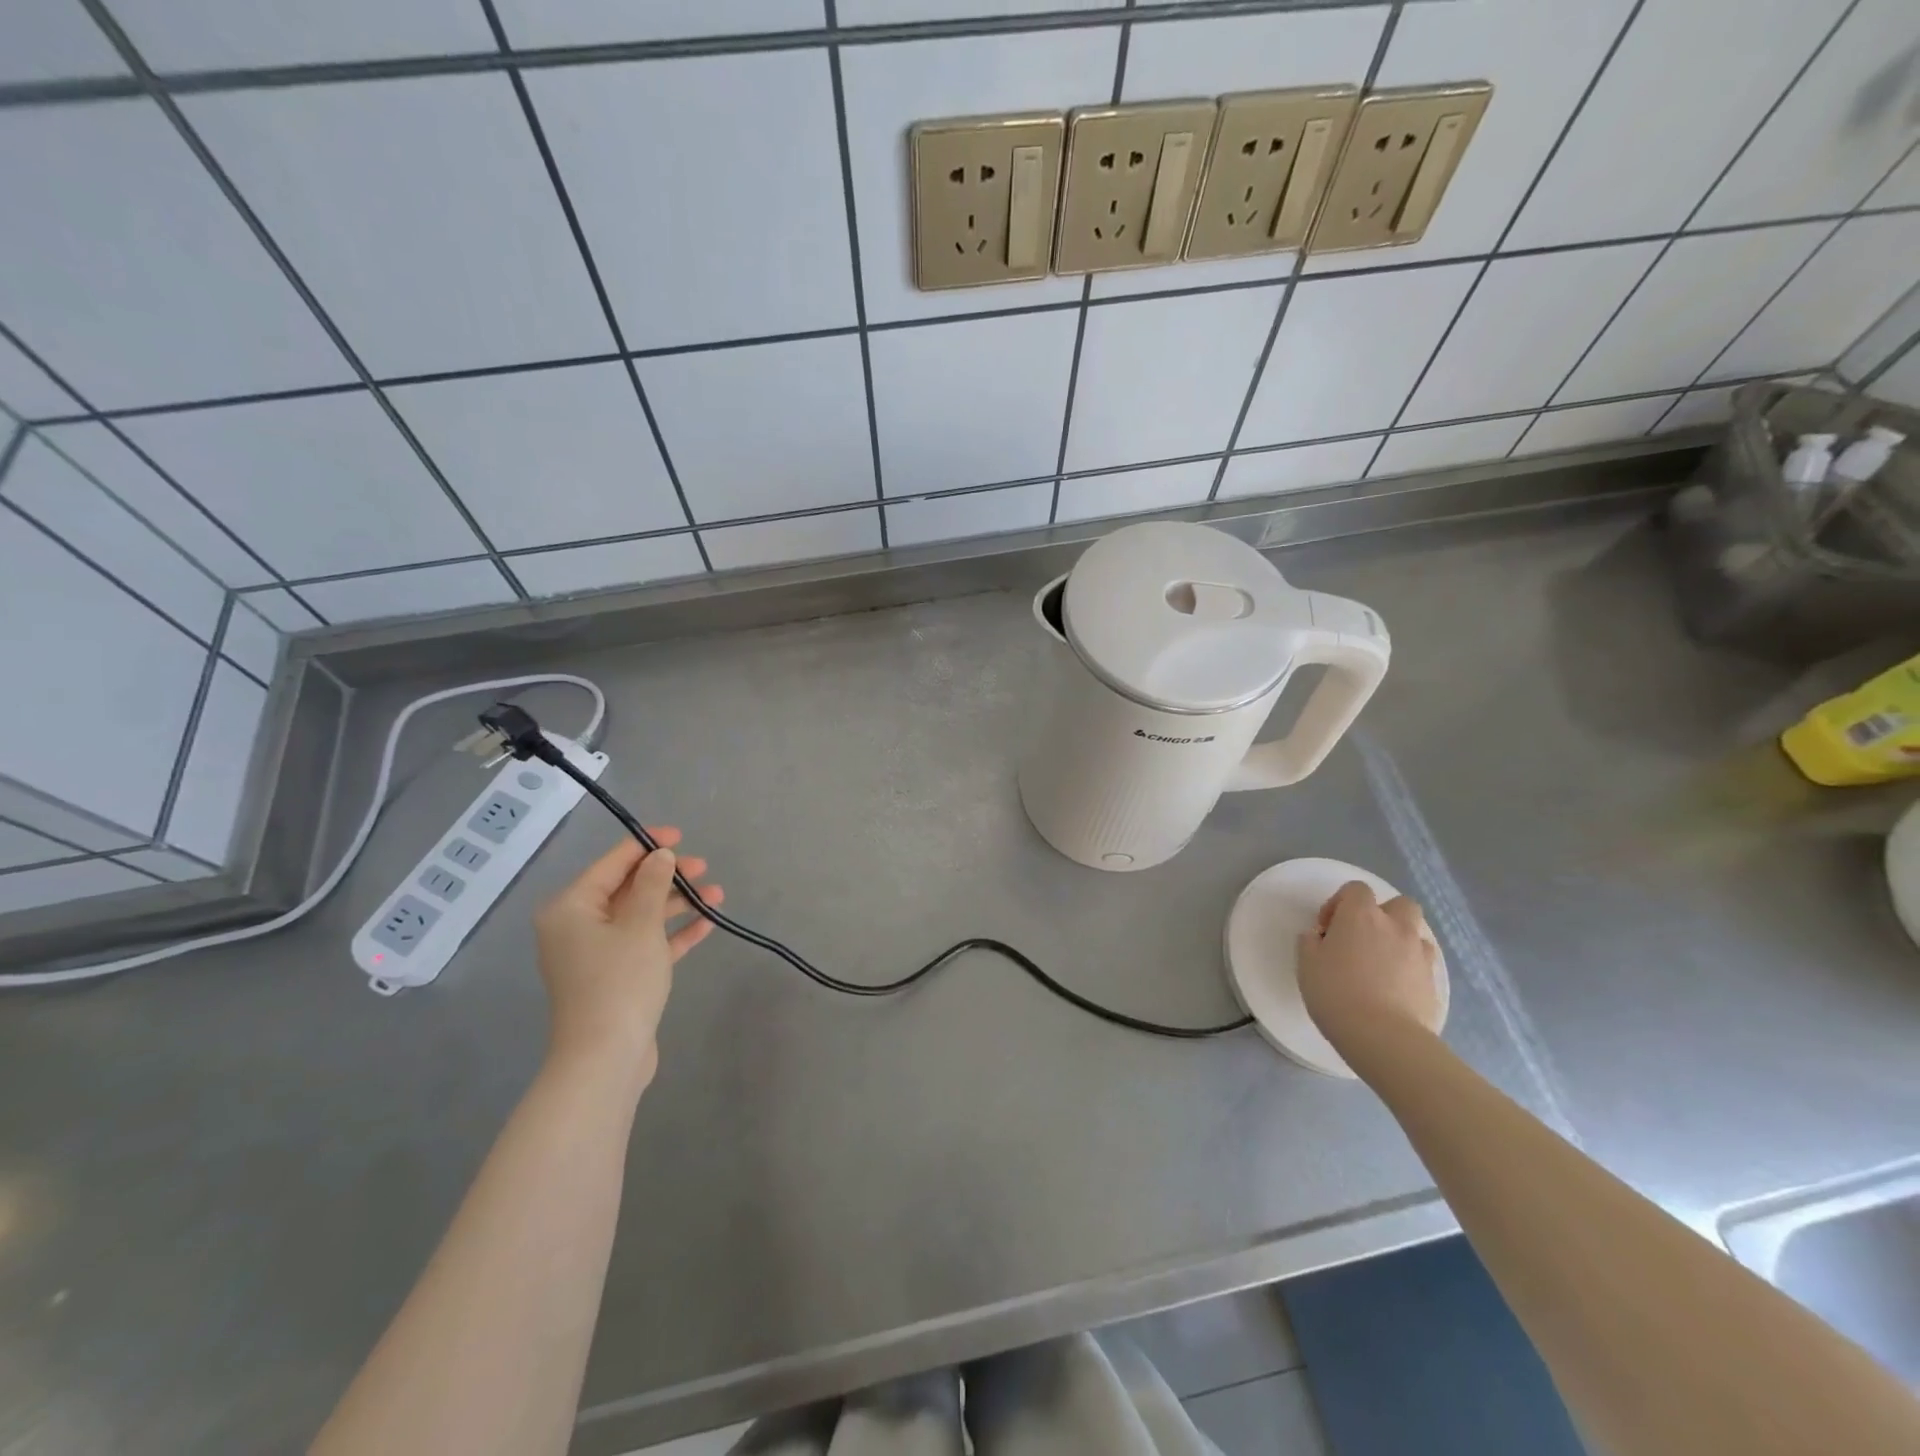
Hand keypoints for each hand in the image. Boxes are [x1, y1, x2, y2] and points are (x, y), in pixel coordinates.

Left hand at [534, 829, 722, 1091]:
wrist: (605, 1058)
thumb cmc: (619, 981)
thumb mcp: (641, 924)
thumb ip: (654, 884)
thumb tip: (660, 855)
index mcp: (572, 907)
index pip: (613, 863)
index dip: (647, 844)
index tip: (680, 835)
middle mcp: (578, 926)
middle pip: (628, 888)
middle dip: (668, 876)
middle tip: (703, 867)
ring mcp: (597, 954)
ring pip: (641, 916)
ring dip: (677, 904)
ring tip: (716, 894)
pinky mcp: (616, 977)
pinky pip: (647, 943)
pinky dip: (673, 933)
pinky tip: (707, 924)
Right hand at [1296, 882, 1441, 1064]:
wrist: (1383, 1036)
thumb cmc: (1336, 992)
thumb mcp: (1306, 964)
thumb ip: (1310, 942)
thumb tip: (1318, 937)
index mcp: (1361, 915)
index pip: (1356, 889)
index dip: (1340, 902)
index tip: (1327, 928)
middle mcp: (1395, 926)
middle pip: (1398, 904)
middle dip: (1382, 914)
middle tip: (1361, 938)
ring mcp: (1419, 954)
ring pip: (1415, 932)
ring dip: (1399, 939)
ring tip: (1380, 963)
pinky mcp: (1433, 982)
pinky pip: (1422, 962)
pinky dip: (1409, 967)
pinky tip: (1394, 987)